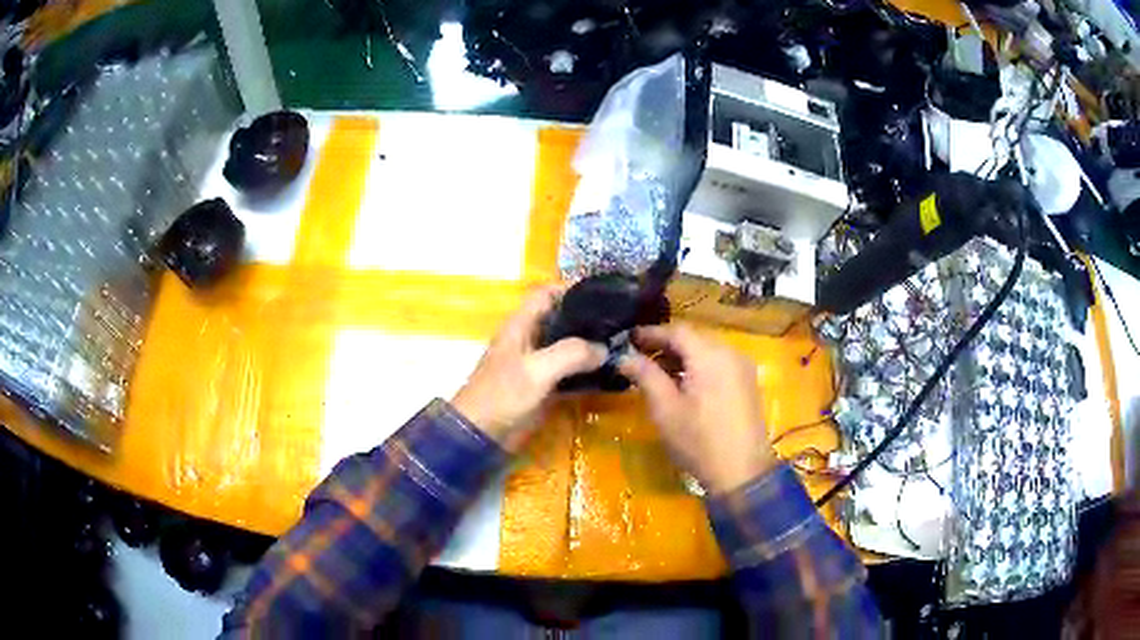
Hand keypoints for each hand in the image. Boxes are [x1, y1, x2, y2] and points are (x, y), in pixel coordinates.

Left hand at [452, 286, 607, 451]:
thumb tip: (604, 349)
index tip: (604, 294)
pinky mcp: (543, 387)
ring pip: (568, 347)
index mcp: (521, 325)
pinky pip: (569, 373)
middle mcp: (530, 339)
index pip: (546, 294)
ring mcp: (537, 364)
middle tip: (622, 322)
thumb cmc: (502, 395)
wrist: (482, 434)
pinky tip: (610, 374)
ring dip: (590, 347)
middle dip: (588, 319)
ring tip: (623, 345)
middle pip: (561, 319)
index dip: (571, 289)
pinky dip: (587, 372)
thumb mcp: (537, 370)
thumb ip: (571, 354)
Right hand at [619, 324, 776, 494]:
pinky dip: (699, 366)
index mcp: (710, 355)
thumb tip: (624, 357)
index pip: (677, 331)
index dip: (651, 333)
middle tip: (640, 356)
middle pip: (694, 337)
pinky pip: (719, 362)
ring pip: (707, 349)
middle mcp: (730, 353)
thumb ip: (645, 376)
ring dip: (682, 356)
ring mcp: (743, 367)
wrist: (742, 472)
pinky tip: (683, 383)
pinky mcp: (748, 382)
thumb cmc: (699, 441)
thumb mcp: (665, 409)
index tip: (628, 339)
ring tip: (657, 372)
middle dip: (666, 344)